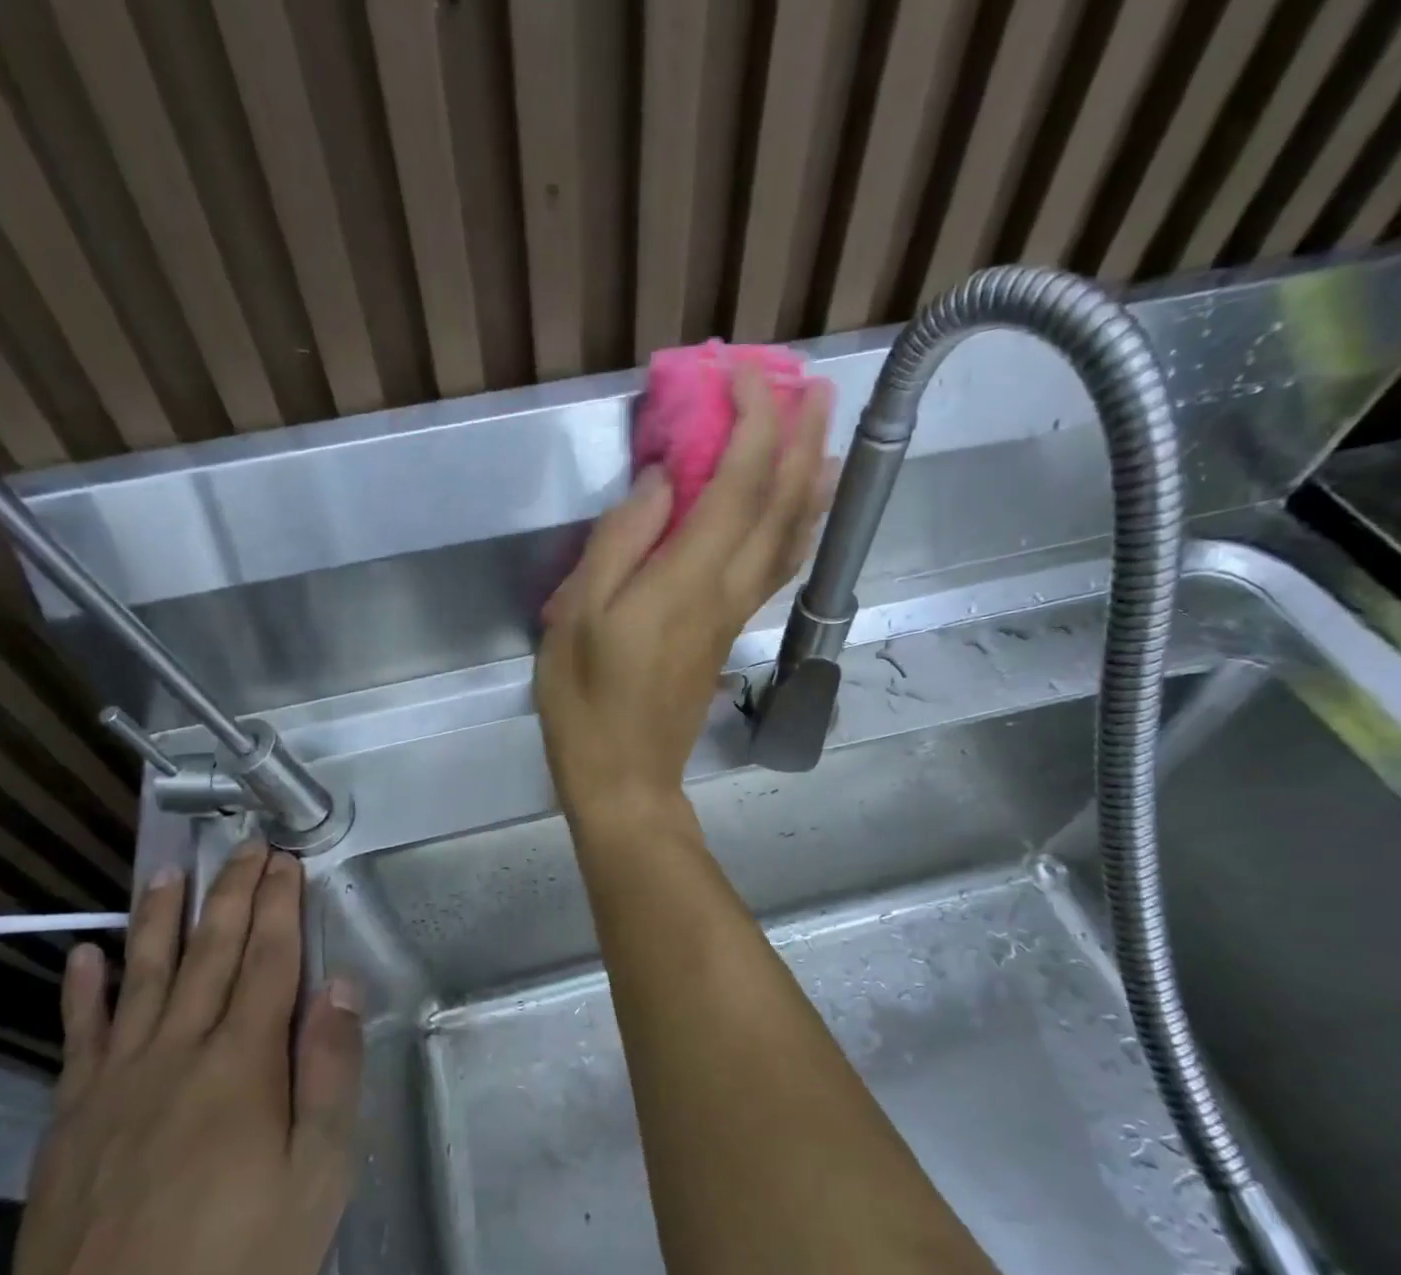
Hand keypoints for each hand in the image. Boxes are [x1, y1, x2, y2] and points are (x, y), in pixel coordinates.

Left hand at [0, 845, 363, 1274]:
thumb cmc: (238, 1266)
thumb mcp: (317, 1177)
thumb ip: (329, 1073)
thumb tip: (338, 986)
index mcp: (241, 1065)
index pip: (268, 962)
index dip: (279, 907)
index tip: (285, 862)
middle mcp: (177, 1054)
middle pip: (210, 955)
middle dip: (232, 895)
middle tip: (243, 847)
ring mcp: (115, 1084)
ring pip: (142, 979)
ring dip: (159, 919)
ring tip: (167, 871)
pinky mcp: (69, 1121)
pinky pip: (77, 1039)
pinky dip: (82, 992)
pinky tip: (84, 956)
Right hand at [535, 367, 832, 825]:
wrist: (625, 775)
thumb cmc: (587, 699)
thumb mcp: (577, 615)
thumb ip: (619, 542)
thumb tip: (658, 482)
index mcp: (688, 578)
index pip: (739, 482)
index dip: (752, 422)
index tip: (743, 374)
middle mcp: (728, 588)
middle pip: (781, 503)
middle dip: (799, 438)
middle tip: (810, 385)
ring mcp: (735, 613)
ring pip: (791, 536)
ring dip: (810, 479)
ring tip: (823, 435)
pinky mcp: (729, 631)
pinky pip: (777, 566)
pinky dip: (796, 526)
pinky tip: (799, 512)